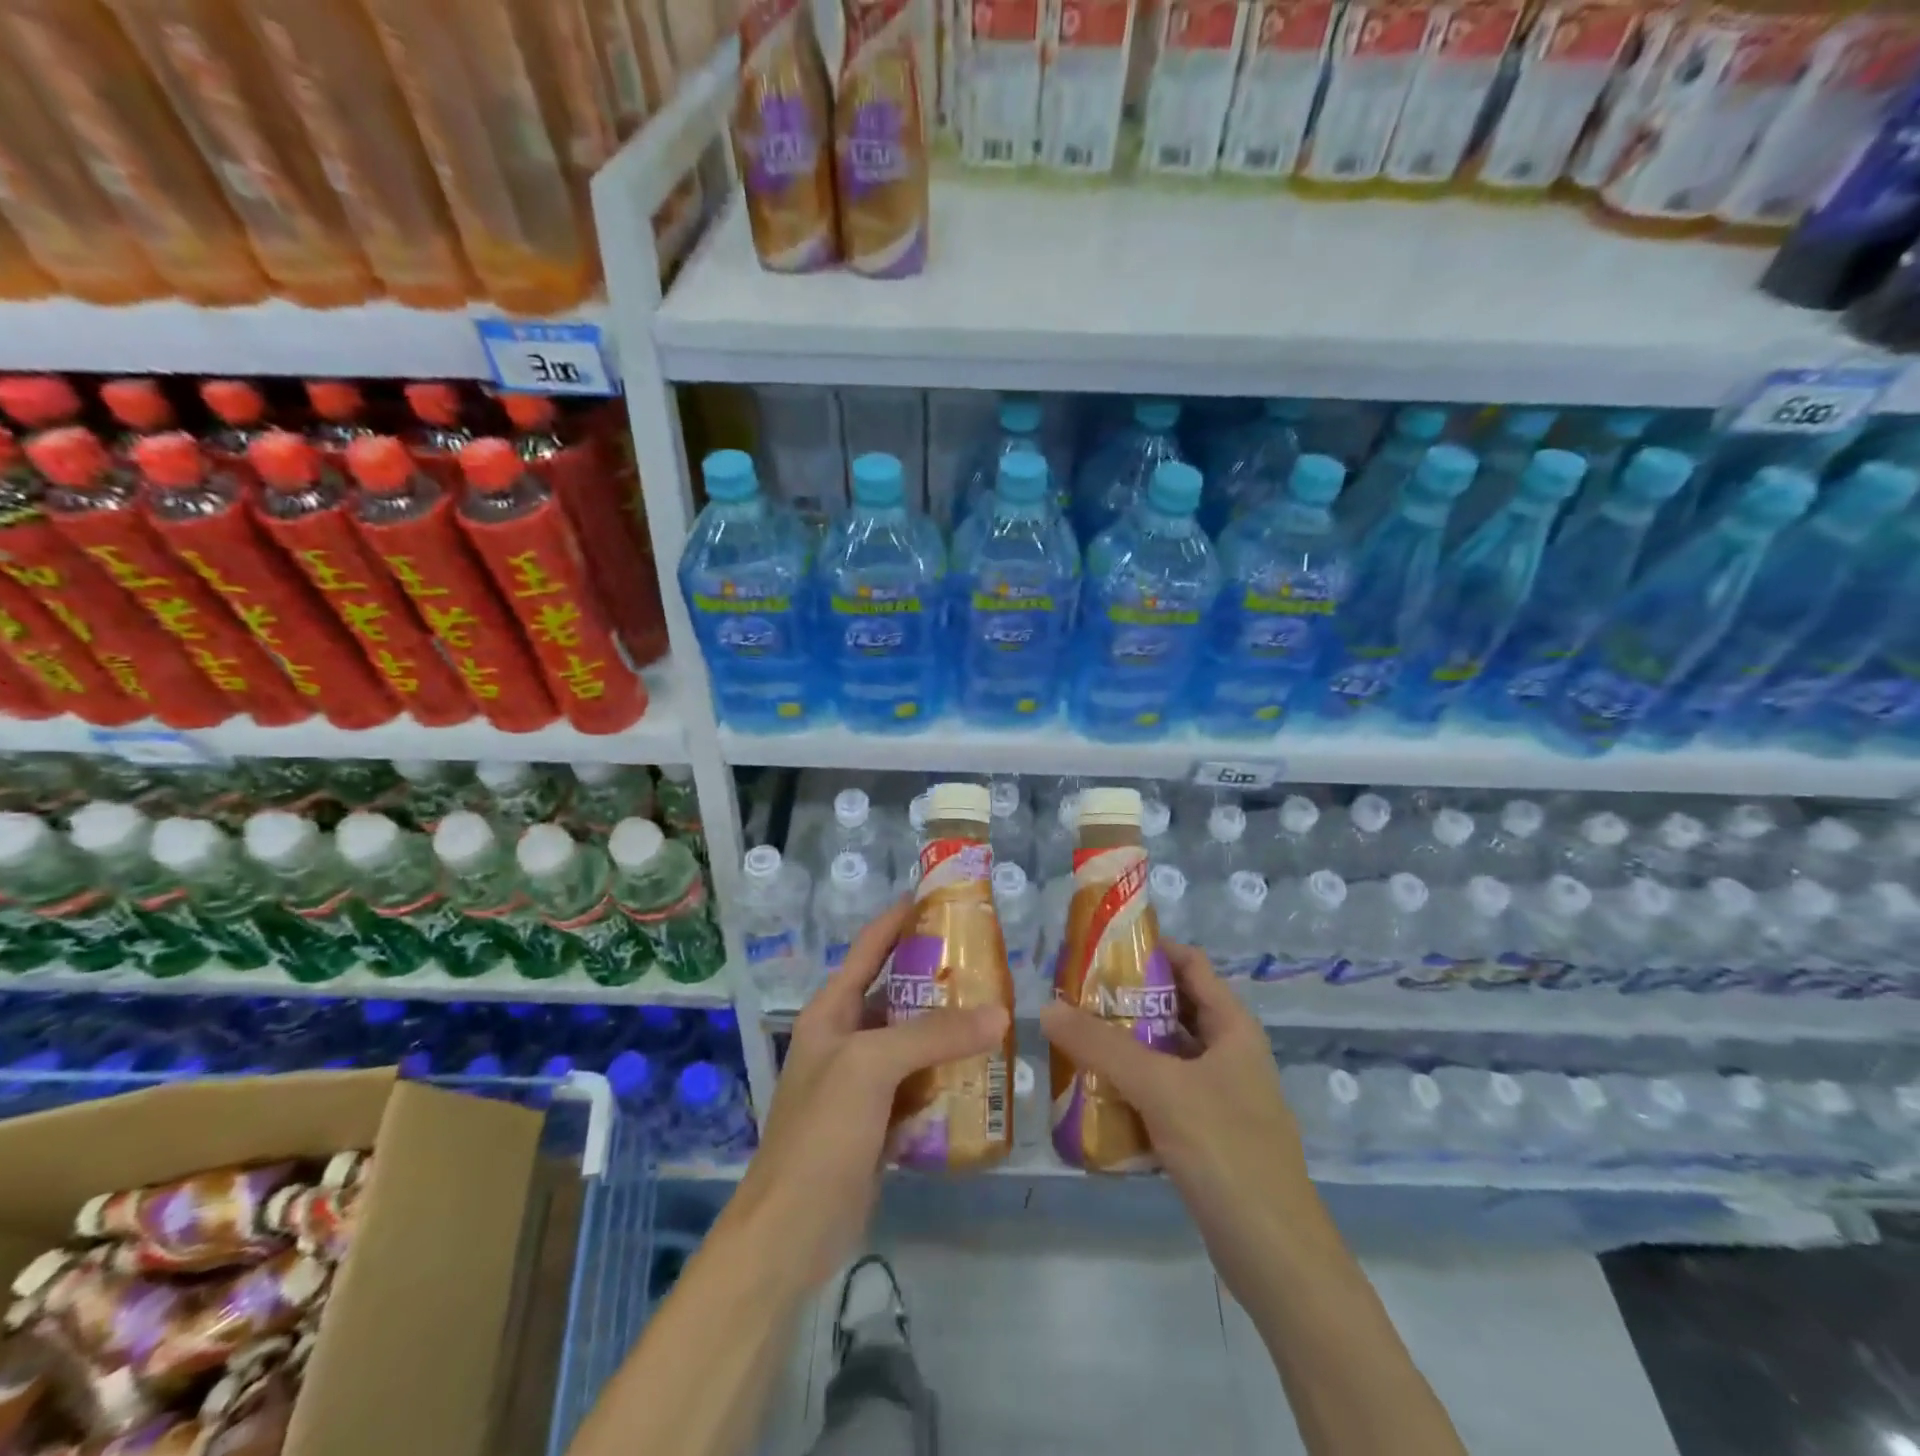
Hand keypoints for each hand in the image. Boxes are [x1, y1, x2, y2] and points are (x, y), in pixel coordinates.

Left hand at [730, 898, 1008, 1288]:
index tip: (944, 899)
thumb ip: (934, 1035)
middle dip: (940, 979)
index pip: (870, 947)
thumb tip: (1000, 1014)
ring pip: (914, 1041)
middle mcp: (846, 1037)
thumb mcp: (872, 1067)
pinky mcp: (879, 1121)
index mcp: (832, 1010)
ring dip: (950, 1031)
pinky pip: (920, 1085)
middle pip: (898, 994)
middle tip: (992, 964)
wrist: (791, 1231)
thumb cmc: (821, 1132)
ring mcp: (862, 1082)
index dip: (902, 918)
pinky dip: (948, 1077)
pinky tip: (984, 1075)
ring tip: (999, 1015)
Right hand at [1039, 942, 1317, 1281]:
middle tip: (1072, 996)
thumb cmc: (1226, 1151)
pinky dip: (1130, 1086)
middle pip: (1172, 1007)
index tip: (1097, 949)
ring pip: (1163, 1053)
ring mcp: (1218, 1095)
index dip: (1148, 949)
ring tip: (1072, 1038)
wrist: (1276, 1258)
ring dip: (1123, 1045)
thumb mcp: (1160, 1088)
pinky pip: (1161, 1093)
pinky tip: (1092, 1092)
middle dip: (1124, 1000)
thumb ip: (1101, 1046)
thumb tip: (1046, 1007)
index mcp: (1232, 1026)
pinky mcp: (1206, 1133)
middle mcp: (1227, 1052)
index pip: (1189, 964)